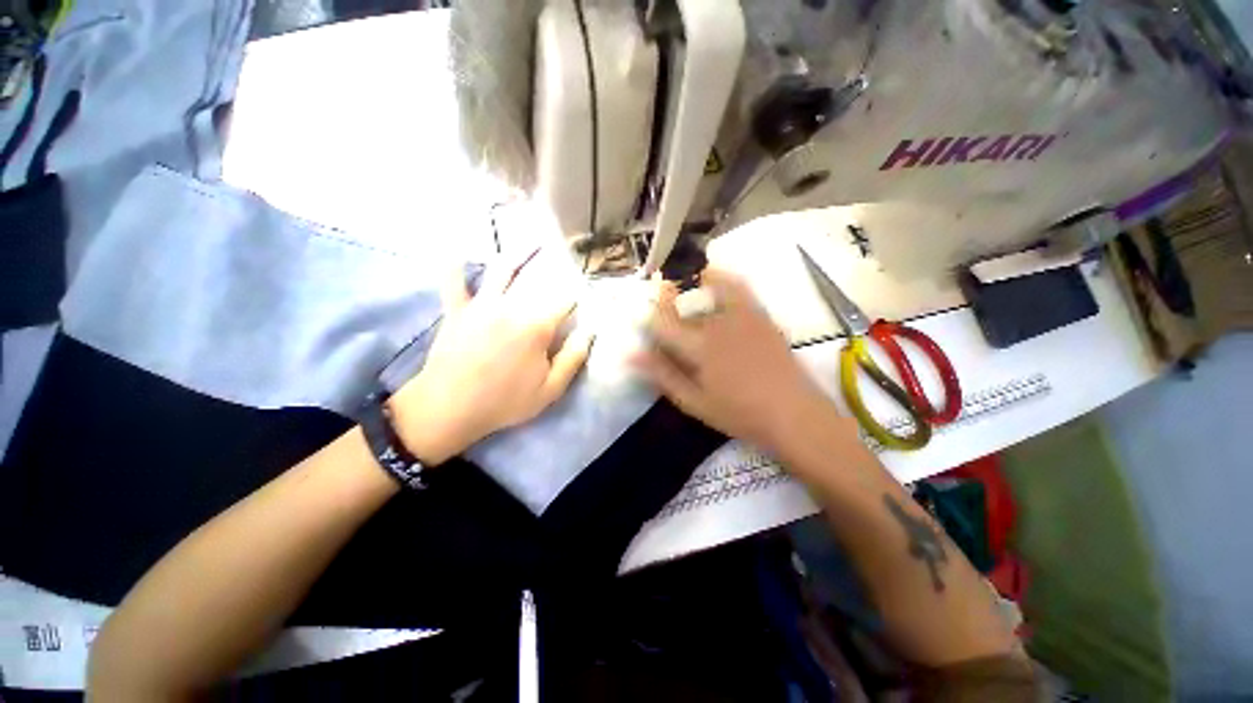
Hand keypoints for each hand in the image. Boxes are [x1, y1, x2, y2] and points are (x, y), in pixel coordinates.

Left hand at [387, 252, 592, 464]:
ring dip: (516, 255)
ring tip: (530, 243)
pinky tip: (456, 252)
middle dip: (556, 266)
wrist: (449, 409)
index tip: (589, 288)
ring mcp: (480, 306)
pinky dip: (455, 268)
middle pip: (537, 281)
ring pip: (500, 271)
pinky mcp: (456, 311)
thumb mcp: (550, 389)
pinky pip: (453, 283)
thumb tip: (589, 332)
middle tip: (567, 252)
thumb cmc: (504, 401)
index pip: (565, 301)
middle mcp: (510, 307)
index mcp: (535, 327)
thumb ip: (573, 358)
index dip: (580, 293)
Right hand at [632, 269, 832, 452]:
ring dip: (690, 284)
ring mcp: (742, 316)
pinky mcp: (761, 315)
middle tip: (658, 304)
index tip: (640, 321)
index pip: (662, 323)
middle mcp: (718, 323)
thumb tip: (631, 355)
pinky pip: (738, 287)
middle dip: (665, 299)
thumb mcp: (694, 401)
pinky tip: (713, 281)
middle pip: (683, 301)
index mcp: (699, 347)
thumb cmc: (739, 414)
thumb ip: (663, 375)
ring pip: (709, 286)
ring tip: (681, 288)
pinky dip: (722, 279)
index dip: (647, 319)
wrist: (793, 414)